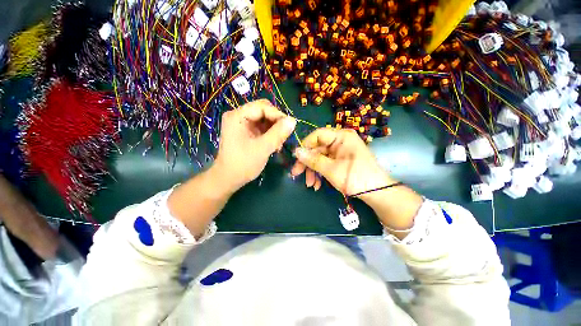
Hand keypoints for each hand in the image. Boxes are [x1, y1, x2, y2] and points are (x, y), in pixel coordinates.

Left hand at [213, 99, 296, 191]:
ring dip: (275, 129)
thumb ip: (278, 133)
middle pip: (263, 111)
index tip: (290, 126)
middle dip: (276, 122)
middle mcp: (238, 116)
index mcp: (237, 116)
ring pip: (264, 119)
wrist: (228, 179)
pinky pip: (262, 127)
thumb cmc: (243, 164)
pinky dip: (270, 134)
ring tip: (280, 142)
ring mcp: (242, 124)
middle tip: (285, 134)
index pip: (262, 107)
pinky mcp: (245, 131)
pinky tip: (275, 144)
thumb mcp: (263, 148)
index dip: (278, 114)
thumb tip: (293, 120)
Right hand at [291, 128, 421, 235]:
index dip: (305, 146)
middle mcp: (340, 141)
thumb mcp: (331, 169)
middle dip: (307, 163)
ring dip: (313, 171)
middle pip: (317, 148)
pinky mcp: (341, 160)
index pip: (317, 135)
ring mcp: (341, 151)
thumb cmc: (355, 178)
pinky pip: (326, 163)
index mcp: (341, 136)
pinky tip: (317, 184)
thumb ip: (312, 159)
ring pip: (320, 158)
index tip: (296, 159)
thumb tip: (296, 151)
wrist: (378, 193)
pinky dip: (320, 173)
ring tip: (310, 184)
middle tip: (297, 174)